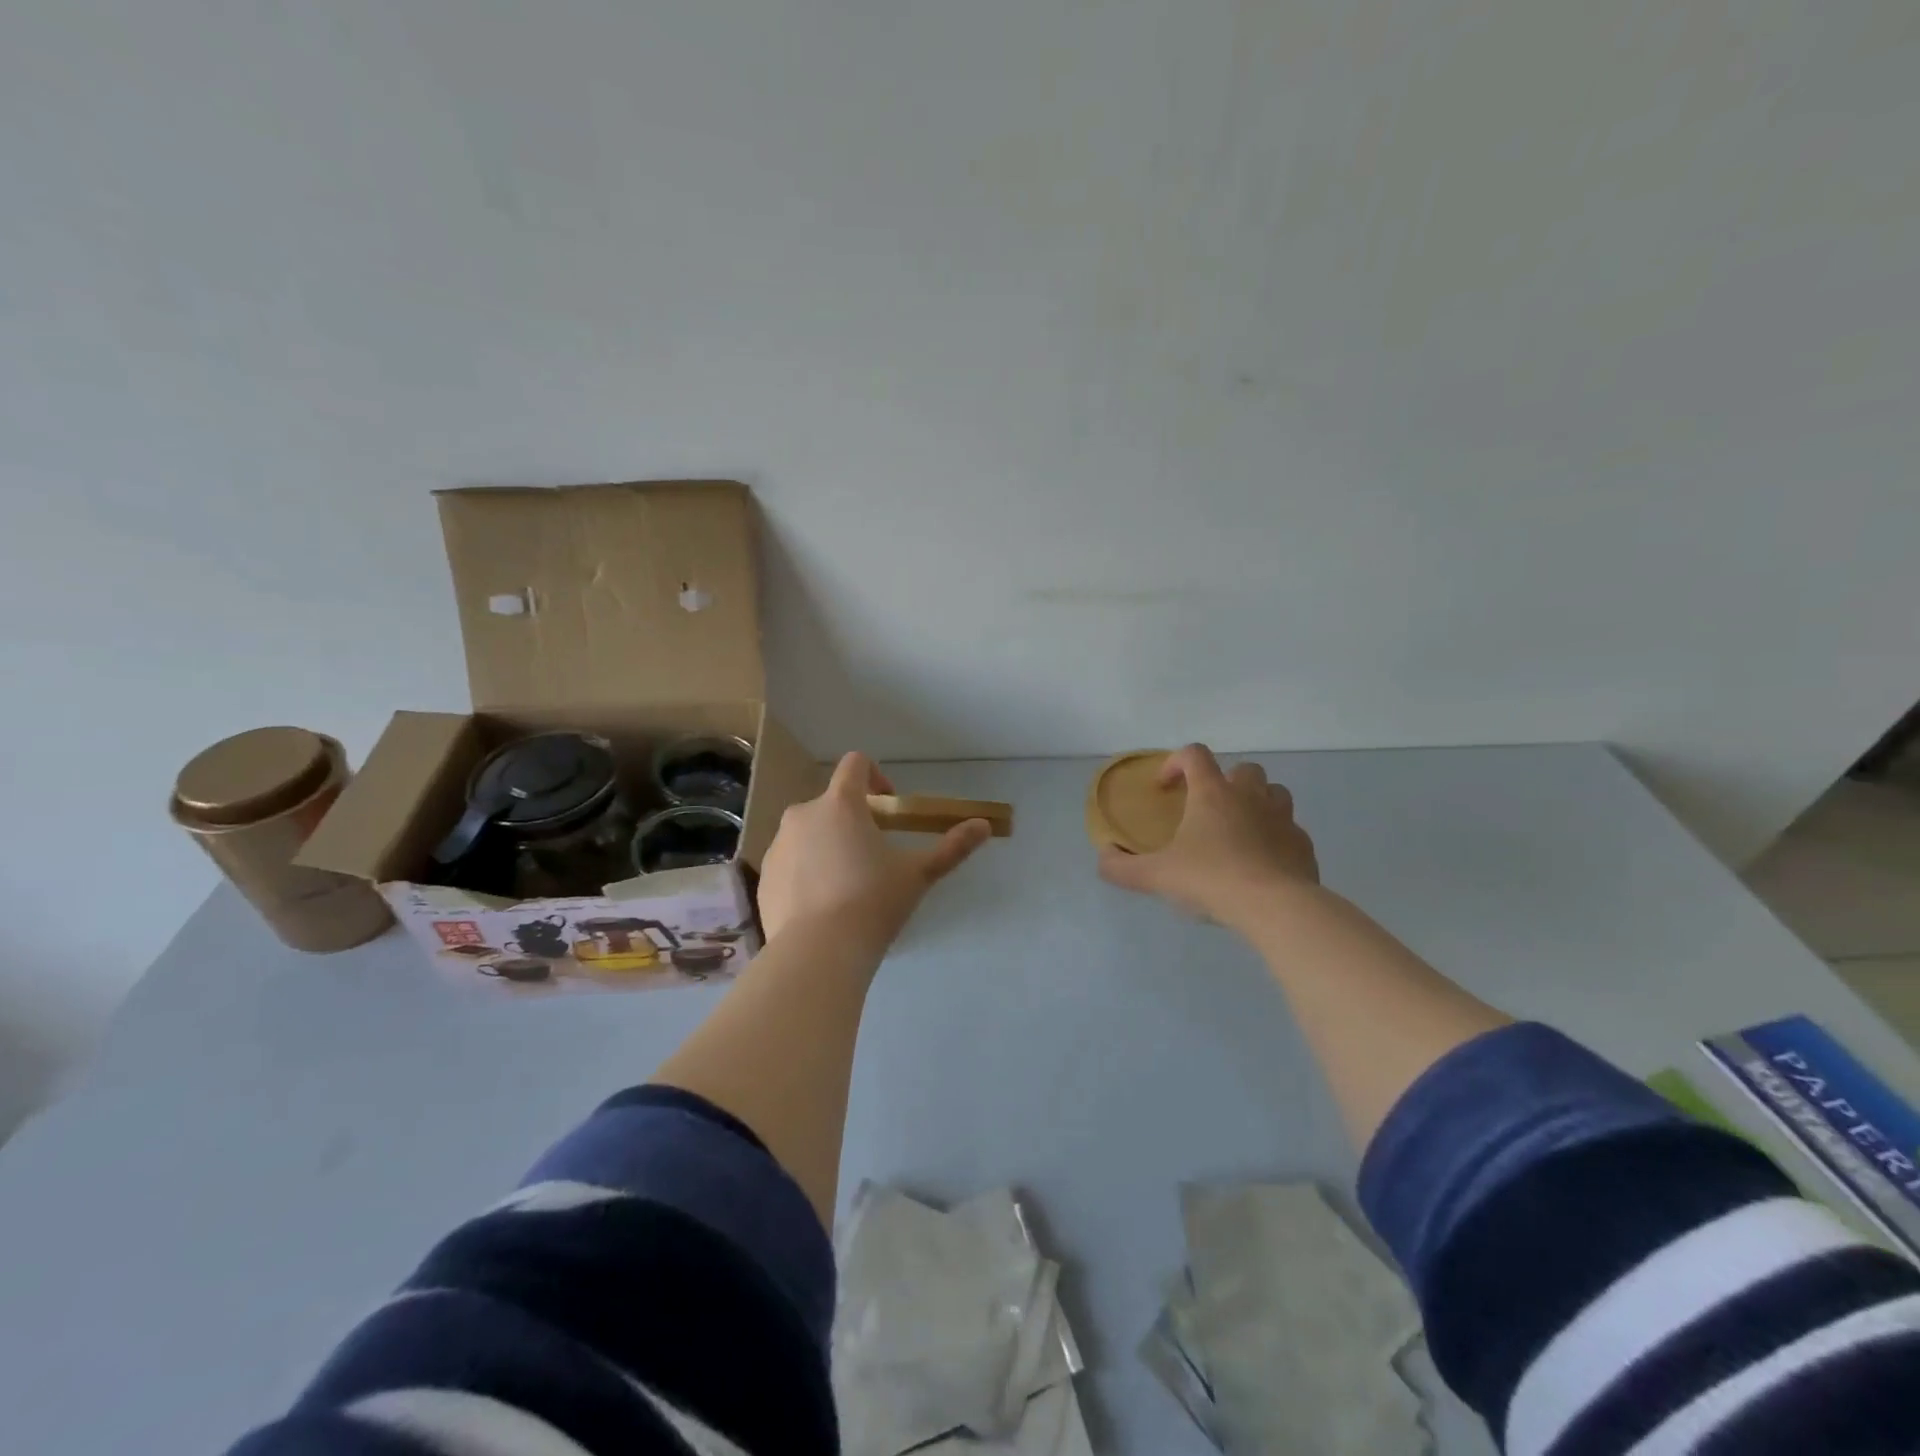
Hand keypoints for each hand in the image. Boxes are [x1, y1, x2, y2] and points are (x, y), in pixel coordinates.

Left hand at [758, 752, 991, 943]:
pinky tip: (822, 907)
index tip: (889, 806)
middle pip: (831, 803)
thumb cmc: (873, 902)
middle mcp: (803, 815)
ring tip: (847, 885)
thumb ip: (952, 847)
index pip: (855, 764)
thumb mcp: (918, 874)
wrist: (818, 952)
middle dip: (853, 820)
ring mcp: (778, 846)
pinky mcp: (764, 877)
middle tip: (873, 855)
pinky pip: (790, 862)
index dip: (875, 776)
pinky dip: (806, 872)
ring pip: (808, 833)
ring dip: (828, 844)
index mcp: (840, 804)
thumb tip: (984, 826)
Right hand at [1097, 744, 1319, 931]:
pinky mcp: (1303, 846)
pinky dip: (1277, 839)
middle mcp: (1250, 797)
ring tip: (1240, 831)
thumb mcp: (1155, 876)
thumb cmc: (1210, 880)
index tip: (1165, 788)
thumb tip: (1103, 857)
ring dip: (1257, 803)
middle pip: (1244, 769)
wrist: (1275, 908)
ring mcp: (1283, 819)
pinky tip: (1263, 864)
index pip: (1194, 755)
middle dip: (1225, 782)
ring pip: (1275, 793)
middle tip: (1208, 811)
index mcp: (1212, 794)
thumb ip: (1121, 867)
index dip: (1176, 763)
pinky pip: (1291, 832)